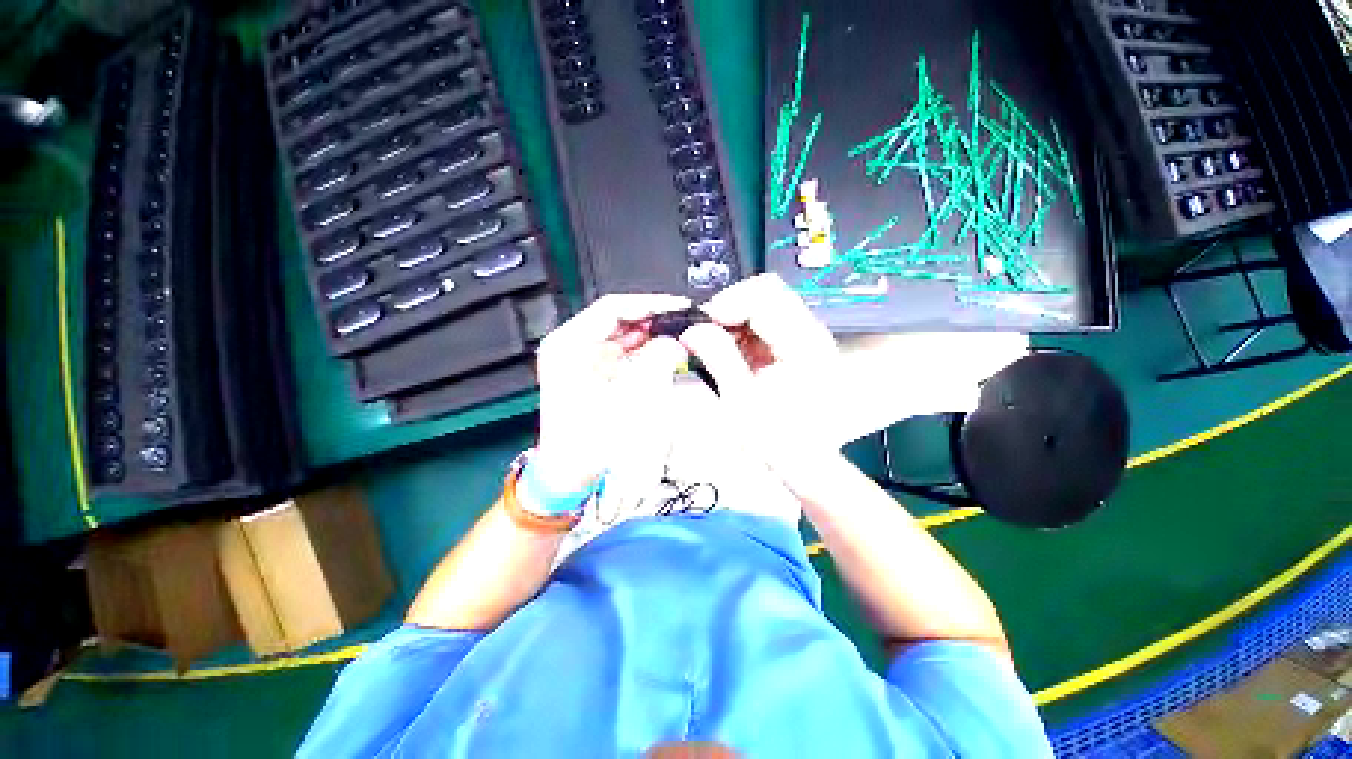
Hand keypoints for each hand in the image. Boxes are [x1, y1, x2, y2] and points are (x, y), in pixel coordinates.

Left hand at [535, 293, 691, 491]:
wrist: (570, 471)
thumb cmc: (588, 441)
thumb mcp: (628, 398)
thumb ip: (656, 362)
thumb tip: (674, 342)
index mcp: (568, 344)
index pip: (612, 308)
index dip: (649, 304)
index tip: (676, 306)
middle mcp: (571, 345)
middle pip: (617, 318)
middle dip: (652, 320)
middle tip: (681, 322)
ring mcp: (580, 357)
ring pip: (621, 333)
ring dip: (649, 334)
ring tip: (676, 336)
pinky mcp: (591, 370)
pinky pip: (621, 350)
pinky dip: (642, 350)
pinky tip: (661, 352)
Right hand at [678, 274, 844, 485]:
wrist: (805, 463)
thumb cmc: (779, 441)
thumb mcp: (740, 400)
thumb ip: (717, 357)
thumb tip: (694, 331)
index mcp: (804, 344)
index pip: (763, 293)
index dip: (726, 302)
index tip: (702, 324)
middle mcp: (811, 335)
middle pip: (765, 293)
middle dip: (728, 311)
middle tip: (705, 335)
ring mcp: (806, 340)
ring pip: (763, 307)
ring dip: (734, 323)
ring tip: (717, 349)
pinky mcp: (797, 348)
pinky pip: (765, 325)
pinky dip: (743, 334)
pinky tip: (732, 356)